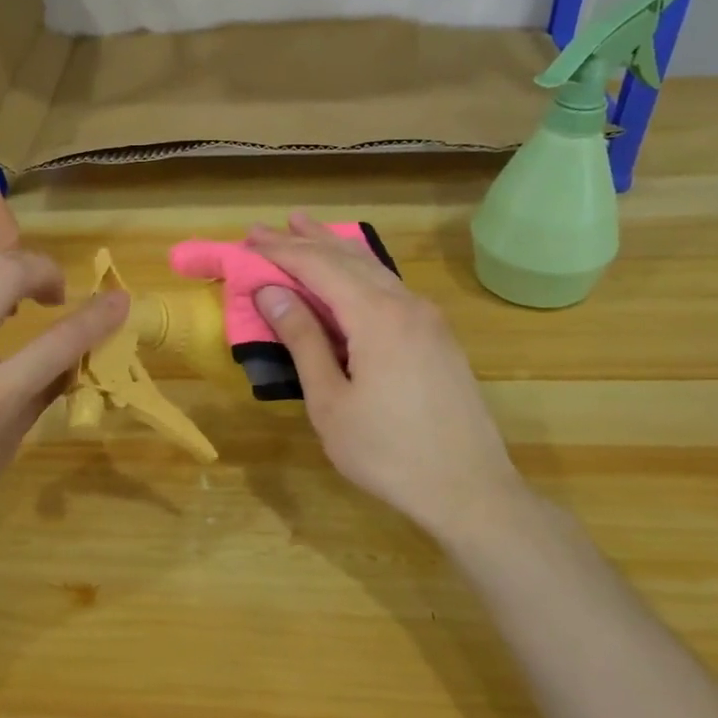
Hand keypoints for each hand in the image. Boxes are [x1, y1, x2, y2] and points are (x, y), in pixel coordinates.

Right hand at [245, 214, 529, 546]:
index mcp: (377, 317)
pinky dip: (360, 271)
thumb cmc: (387, 452)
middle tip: (265, 228)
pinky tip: (351, 271)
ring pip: (374, 268)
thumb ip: (303, 341)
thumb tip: (271, 293)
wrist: (470, 489)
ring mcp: (428, 319)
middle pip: (348, 258)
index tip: (247, 238)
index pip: (319, 267)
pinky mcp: (438, 336)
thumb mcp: (330, 402)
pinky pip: (391, 287)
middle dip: (304, 240)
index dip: (280, 251)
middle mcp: (406, 304)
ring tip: (304, 228)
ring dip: (335, 248)